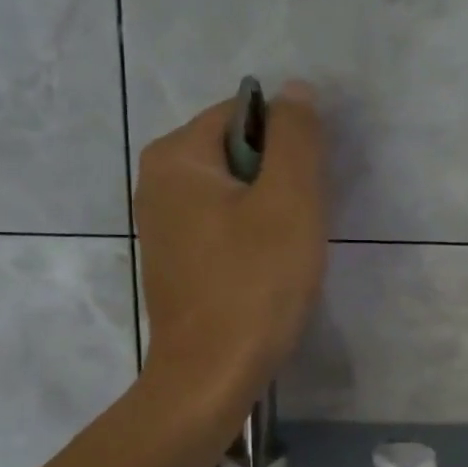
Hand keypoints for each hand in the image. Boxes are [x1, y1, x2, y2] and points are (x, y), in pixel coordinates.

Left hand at [135, 83, 328, 424]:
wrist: (211, 376)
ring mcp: (163, 227)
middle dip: (280, 180)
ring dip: (271, 212)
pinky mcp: (178, 263)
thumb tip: (296, 90)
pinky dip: (252, 239)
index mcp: (175, 157)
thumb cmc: (253, 284)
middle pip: (237, 153)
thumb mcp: (288, 201)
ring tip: (289, 250)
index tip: (310, 186)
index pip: (243, 114)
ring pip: (234, 194)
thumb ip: (296, 138)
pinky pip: (224, 228)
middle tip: (304, 222)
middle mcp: (157, 183)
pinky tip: (268, 272)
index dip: (288, 142)